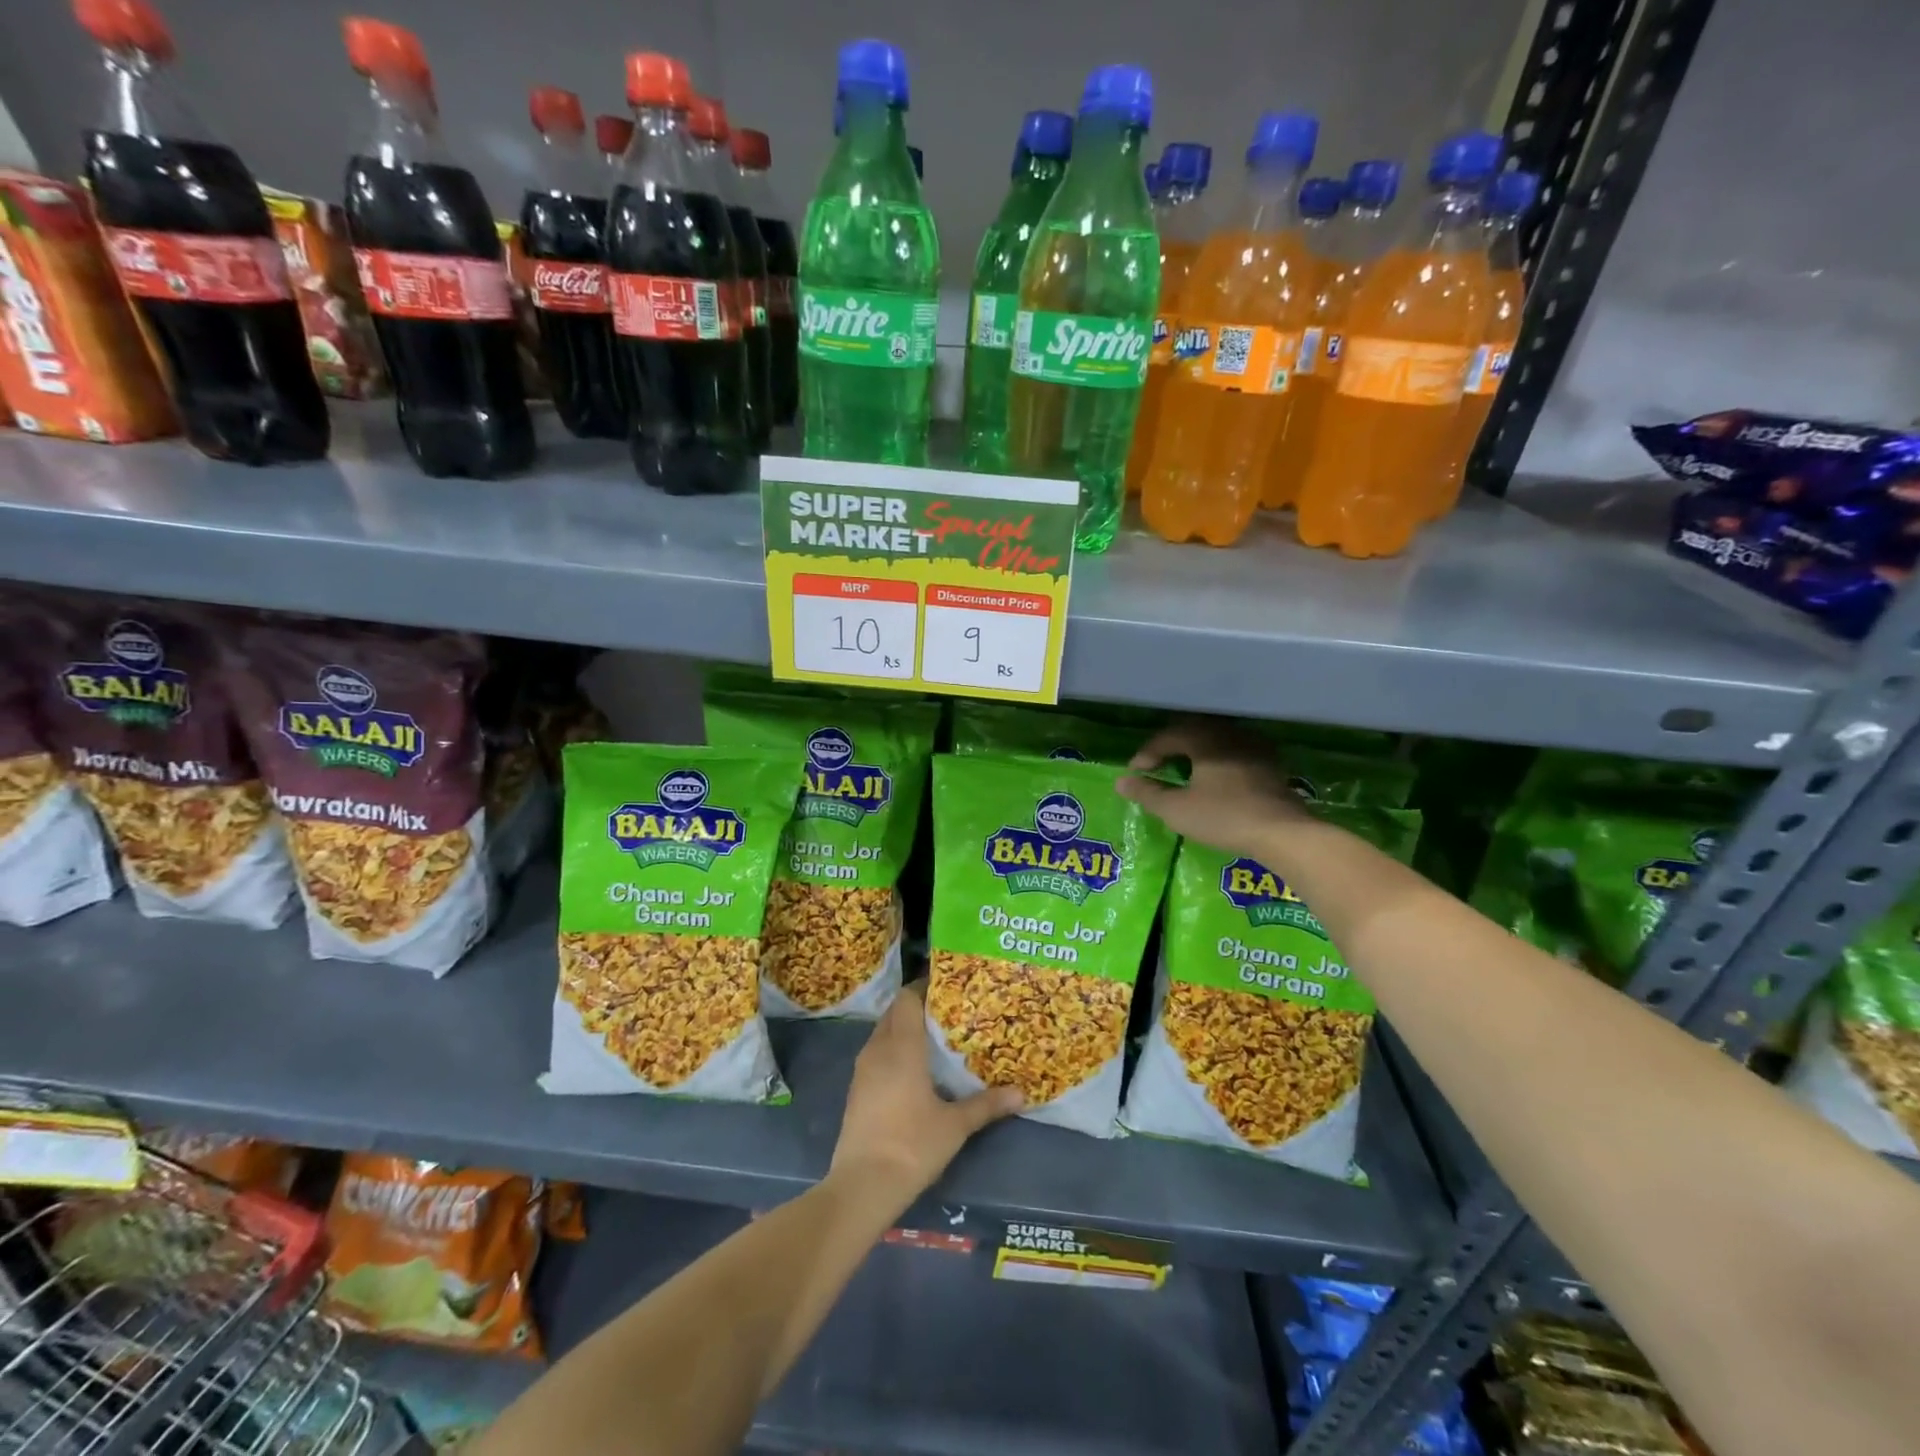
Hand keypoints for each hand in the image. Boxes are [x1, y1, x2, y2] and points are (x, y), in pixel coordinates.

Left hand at [829, 983, 1021, 1212]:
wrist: (863, 1185)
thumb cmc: (912, 1145)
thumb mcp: (955, 1125)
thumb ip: (987, 1105)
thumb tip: (1022, 1093)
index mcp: (901, 1046)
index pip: (908, 998)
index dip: (925, 987)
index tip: (949, 987)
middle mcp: (878, 1049)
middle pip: (895, 1012)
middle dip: (917, 1006)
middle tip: (948, 1011)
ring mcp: (862, 1070)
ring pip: (883, 1032)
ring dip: (904, 1028)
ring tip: (934, 1037)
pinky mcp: (856, 1090)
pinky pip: (876, 1054)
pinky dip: (893, 1049)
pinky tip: (914, 1068)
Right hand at [1117, 719, 1309, 857]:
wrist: (1282, 832)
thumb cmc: (1224, 817)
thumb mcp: (1176, 809)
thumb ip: (1147, 793)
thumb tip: (1121, 781)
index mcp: (1204, 739)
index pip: (1168, 737)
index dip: (1147, 753)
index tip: (1136, 772)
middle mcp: (1229, 734)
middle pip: (1193, 731)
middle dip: (1171, 746)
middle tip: (1157, 765)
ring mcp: (1254, 746)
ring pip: (1216, 739)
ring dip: (1196, 751)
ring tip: (1184, 769)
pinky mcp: (1270, 763)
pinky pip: (1235, 750)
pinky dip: (1218, 759)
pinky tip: (1216, 777)